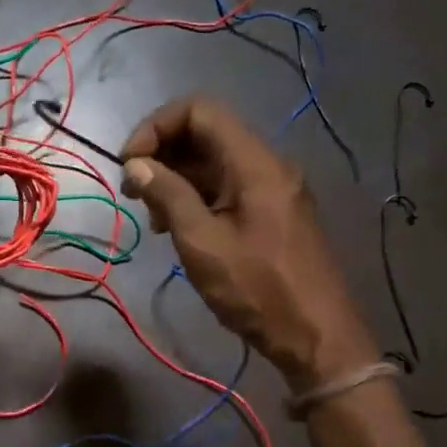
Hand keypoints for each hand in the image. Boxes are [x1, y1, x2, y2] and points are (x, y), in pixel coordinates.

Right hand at [120, 96, 376, 387]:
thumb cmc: (258, 290)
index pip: (199, 110)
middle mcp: (267, 164)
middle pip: (206, 132)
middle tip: (134, 193)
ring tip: (152, 217)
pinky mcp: (272, 212)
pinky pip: (227, 186)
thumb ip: (168, 196)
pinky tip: (177, 227)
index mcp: (255, 163)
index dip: (155, 127)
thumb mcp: (202, 243)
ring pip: (214, 161)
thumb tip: (135, 164)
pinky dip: (195, 196)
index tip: (129, 165)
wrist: (316, 336)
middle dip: (162, 153)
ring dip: (176, 178)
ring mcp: (272, 188)